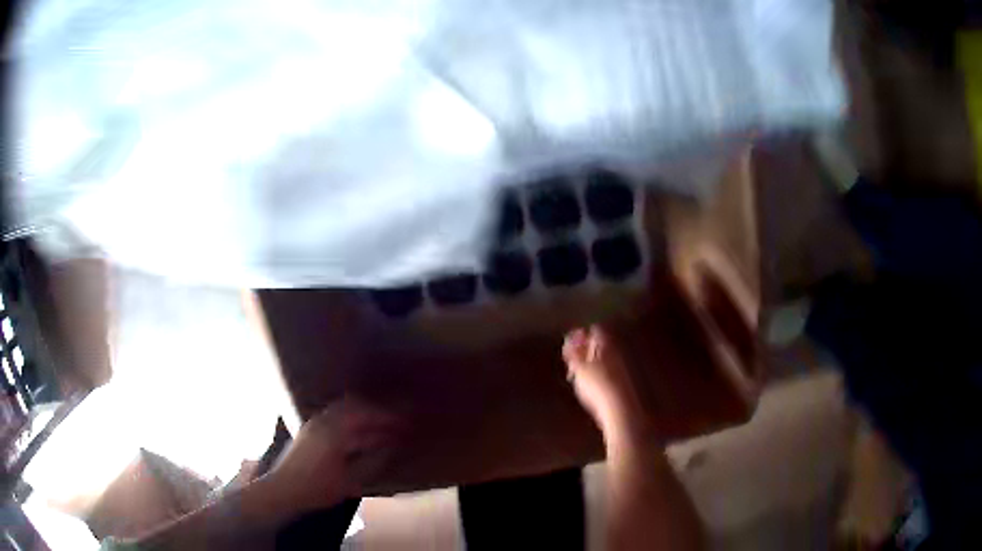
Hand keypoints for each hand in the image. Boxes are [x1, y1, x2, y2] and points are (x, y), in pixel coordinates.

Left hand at [261, 398, 401, 515]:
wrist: (282, 490)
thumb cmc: (317, 488)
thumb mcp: (350, 480)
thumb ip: (372, 461)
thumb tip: (389, 446)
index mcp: (334, 430)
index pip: (366, 413)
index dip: (387, 416)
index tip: (405, 420)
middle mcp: (323, 420)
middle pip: (354, 404)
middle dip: (376, 410)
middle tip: (395, 420)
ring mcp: (314, 423)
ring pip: (344, 408)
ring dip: (363, 414)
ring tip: (380, 426)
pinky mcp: (309, 430)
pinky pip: (335, 415)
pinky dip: (351, 419)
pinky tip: (359, 434)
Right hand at [563, 325, 654, 447]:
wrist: (619, 409)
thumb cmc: (597, 384)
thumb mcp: (579, 367)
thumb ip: (573, 352)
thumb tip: (570, 339)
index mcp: (608, 344)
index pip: (595, 330)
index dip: (581, 335)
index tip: (569, 345)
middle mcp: (617, 353)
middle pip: (600, 345)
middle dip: (584, 351)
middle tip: (570, 361)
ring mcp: (621, 368)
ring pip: (603, 359)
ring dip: (589, 364)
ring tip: (575, 376)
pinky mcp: (621, 383)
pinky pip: (606, 373)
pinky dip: (596, 375)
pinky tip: (587, 387)